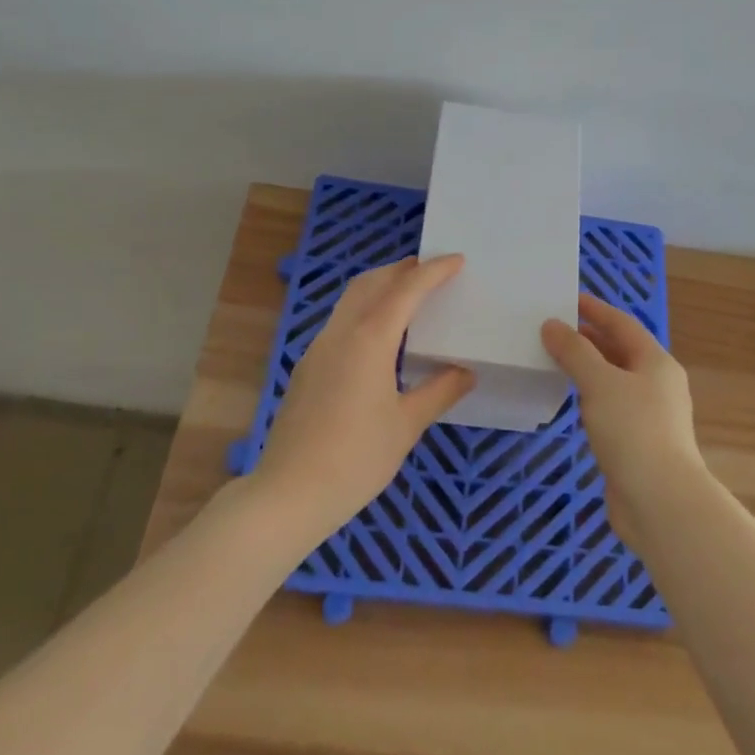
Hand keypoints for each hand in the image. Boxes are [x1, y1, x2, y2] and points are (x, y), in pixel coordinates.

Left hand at [253, 255, 474, 539]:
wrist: (289, 493)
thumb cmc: (356, 459)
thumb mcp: (406, 426)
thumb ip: (439, 391)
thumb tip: (466, 371)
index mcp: (369, 340)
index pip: (406, 290)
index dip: (433, 271)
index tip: (457, 260)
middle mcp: (340, 334)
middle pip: (371, 283)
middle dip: (401, 269)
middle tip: (431, 270)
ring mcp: (318, 349)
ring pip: (351, 300)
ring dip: (380, 286)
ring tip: (409, 295)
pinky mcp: (307, 368)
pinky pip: (340, 322)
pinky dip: (365, 310)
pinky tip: (379, 336)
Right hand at [542, 293, 704, 548]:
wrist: (660, 501)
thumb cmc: (633, 431)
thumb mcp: (600, 383)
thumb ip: (574, 351)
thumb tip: (552, 325)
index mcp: (656, 362)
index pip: (622, 324)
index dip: (595, 309)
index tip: (568, 299)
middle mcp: (657, 384)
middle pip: (620, 350)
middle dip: (589, 338)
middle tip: (553, 330)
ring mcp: (650, 415)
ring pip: (615, 380)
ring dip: (589, 368)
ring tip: (556, 360)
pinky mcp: (639, 442)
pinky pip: (611, 406)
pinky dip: (591, 396)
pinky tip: (572, 400)